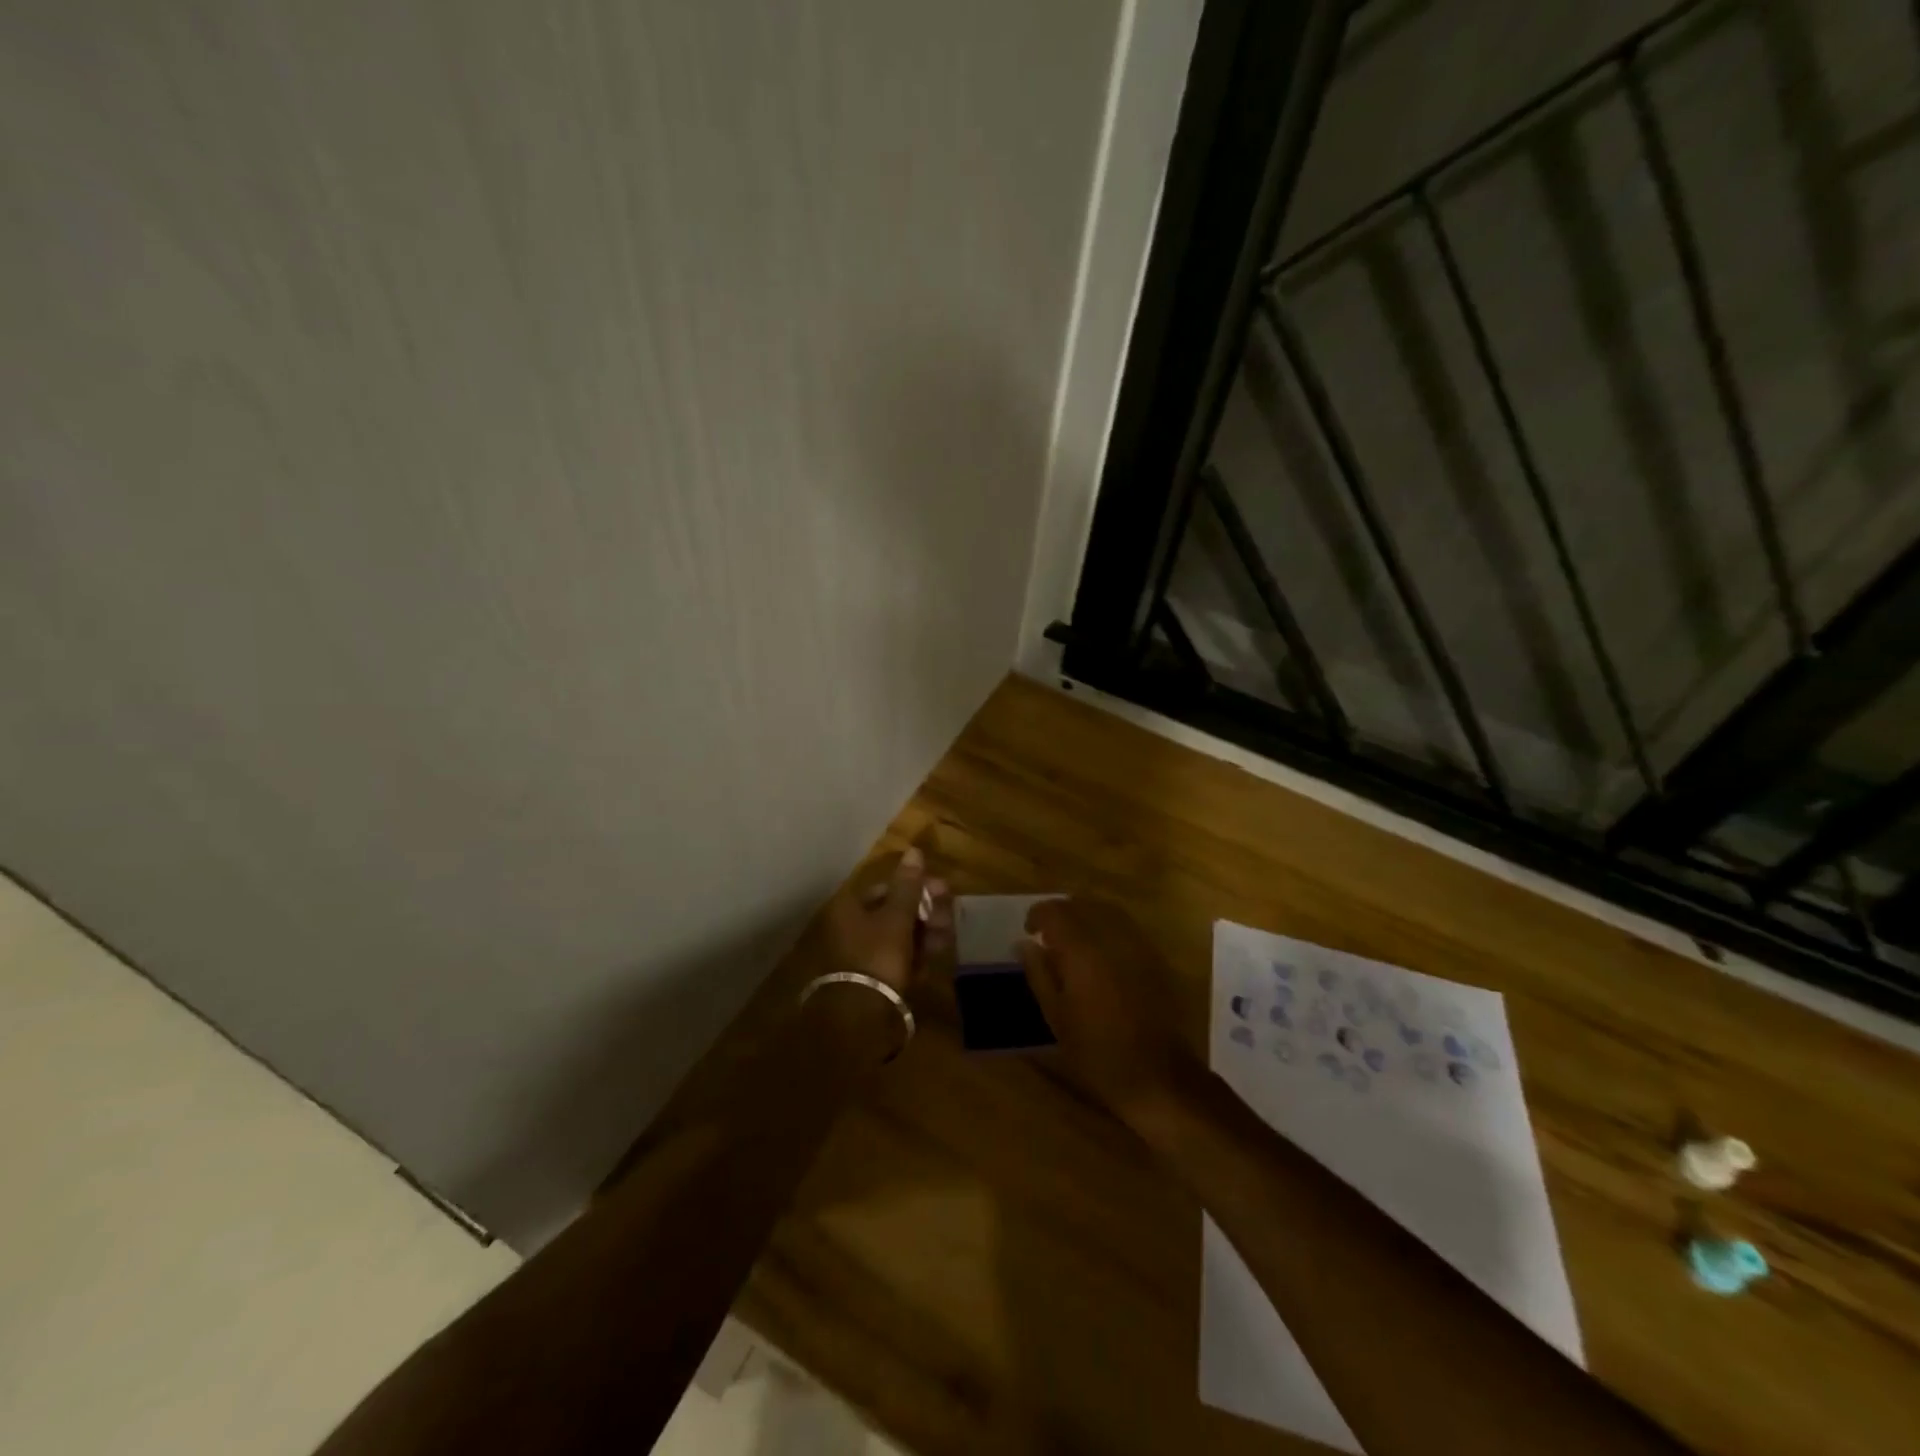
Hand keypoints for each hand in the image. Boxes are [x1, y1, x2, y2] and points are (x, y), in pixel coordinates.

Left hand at [821, 846, 951, 995]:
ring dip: (923, 934)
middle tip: (948, 919)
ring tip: (944, 941)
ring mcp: (860, 955)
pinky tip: (931, 961)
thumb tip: (914, 850)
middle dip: (924, 913)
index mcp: (849, 907)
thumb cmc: (878, 956)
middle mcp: (850, 927)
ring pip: (898, 936)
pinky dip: (914, 956)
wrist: (861, 1018)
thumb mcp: (896, 917)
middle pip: (894, 912)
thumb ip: (908, 886)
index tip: (944, 890)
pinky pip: (896, 959)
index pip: (886, 887)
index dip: (917, 886)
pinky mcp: (871, 979)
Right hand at [1018, 898, 1201, 1130]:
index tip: (1028, 930)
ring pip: (1106, 910)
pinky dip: (1106, 926)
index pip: (1056, 912)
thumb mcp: (1057, 1017)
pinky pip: (1125, 925)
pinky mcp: (1154, 957)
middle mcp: (1111, 938)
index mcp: (1083, 951)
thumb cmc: (1098, 1052)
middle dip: (1061, 912)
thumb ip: (1039, 973)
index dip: (1038, 914)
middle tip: (1047, 933)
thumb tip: (1024, 944)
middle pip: (1082, 904)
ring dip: (1085, 915)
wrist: (1158, 1075)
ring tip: (1072, 938)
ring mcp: (1137, 944)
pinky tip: (1099, 950)